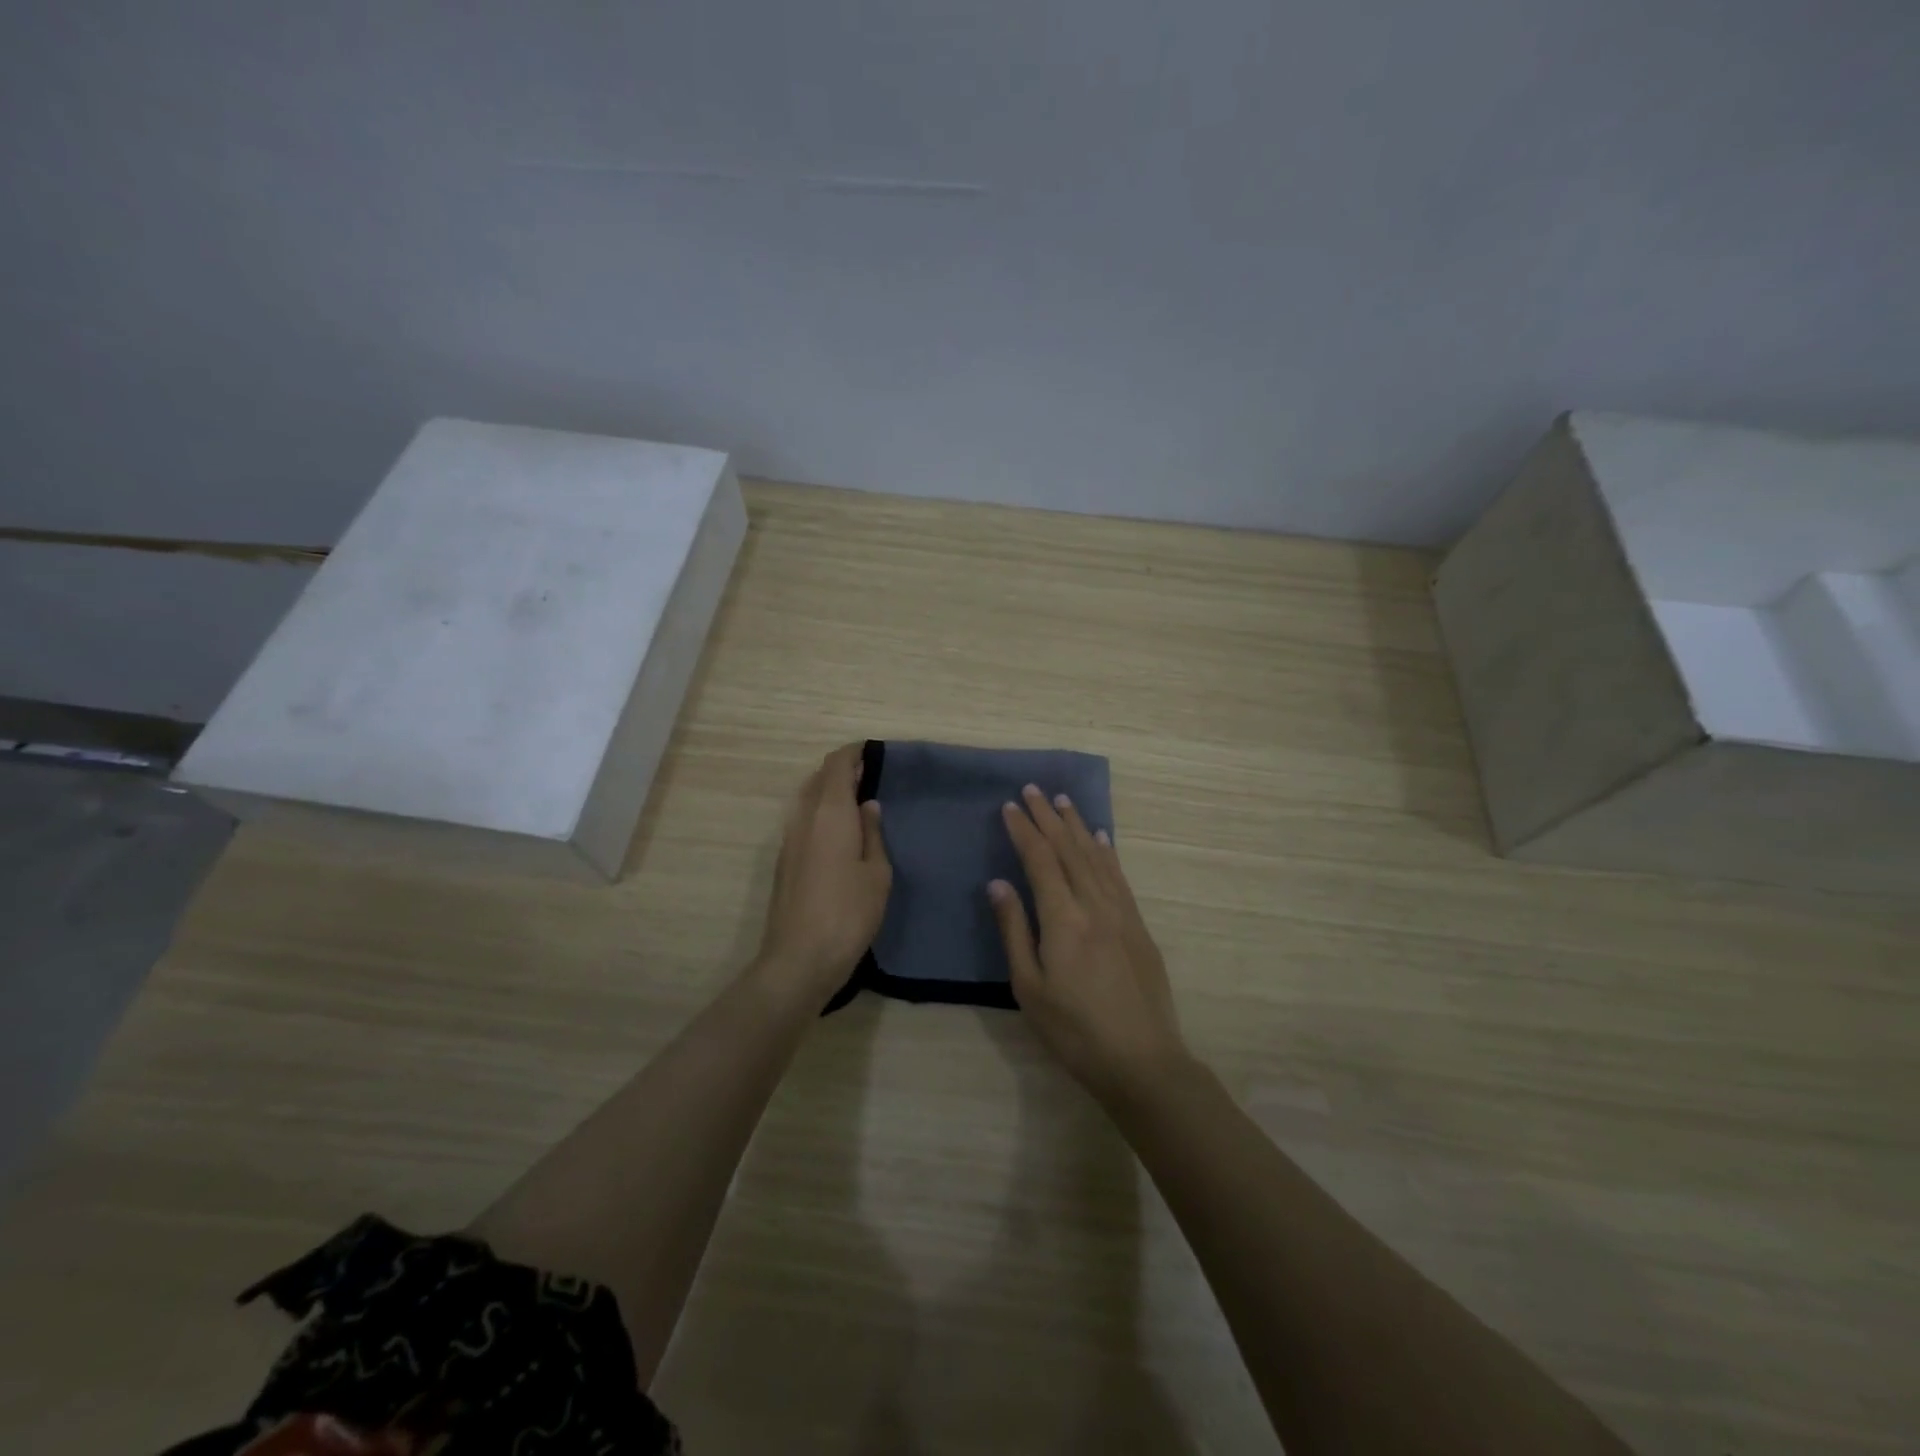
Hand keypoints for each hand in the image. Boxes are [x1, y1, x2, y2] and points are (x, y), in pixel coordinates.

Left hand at [754, 743, 892, 1005]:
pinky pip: (803, 819)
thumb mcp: (876, 873)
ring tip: (857, 801)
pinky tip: (840, 831)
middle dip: (842, 770)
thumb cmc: (848, 913)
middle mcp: (803, 817)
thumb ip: (872, 833)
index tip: (874, 752)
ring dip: (829, 791)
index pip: (836, 765)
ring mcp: (789, 839)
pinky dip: (820, 811)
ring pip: (807, 798)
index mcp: (830, 813)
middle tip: (870, 776)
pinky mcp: (784, 860)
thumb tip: (868, 805)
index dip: (854, 753)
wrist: (799, 959)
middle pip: (819, 777)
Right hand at [989, 784, 1189, 1103]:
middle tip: (1032, 789)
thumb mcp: (1029, 987)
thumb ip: (1014, 930)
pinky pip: (1119, 877)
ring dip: (1077, 826)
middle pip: (1068, 850)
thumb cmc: (1074, 1031)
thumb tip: (998, 883)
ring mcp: (1121, 913)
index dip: (1023, 830)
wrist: (1141, 1060)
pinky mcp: (1138, 926)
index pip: (1040, 860)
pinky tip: (1100, 839)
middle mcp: (1094, 905)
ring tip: (1063, 801)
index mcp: (1063, 919)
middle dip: (1048, 817)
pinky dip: (1106, 852)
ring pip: (1096, 857)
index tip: (1009, 806)